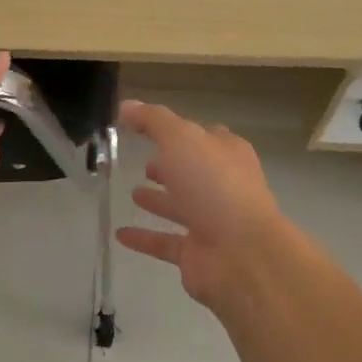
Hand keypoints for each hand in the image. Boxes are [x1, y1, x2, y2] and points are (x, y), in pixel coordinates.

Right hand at [115, 100, 289, 312]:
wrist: (242, 255)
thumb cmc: (214, 186)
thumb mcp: (181, 139)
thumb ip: (153, 121)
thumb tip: (126, 106)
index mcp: (227, 154)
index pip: (203, 136)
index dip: (179, 131)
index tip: (148, 129)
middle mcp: (223, 185)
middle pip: (193, 171)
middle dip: (170, 167)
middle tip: (143, 164)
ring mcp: (212, 221)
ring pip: (181, 207)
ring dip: (159, 200)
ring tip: (132, 193)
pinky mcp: (198, 253)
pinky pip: (165, 242)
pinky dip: (144, 238)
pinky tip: (120, 234)